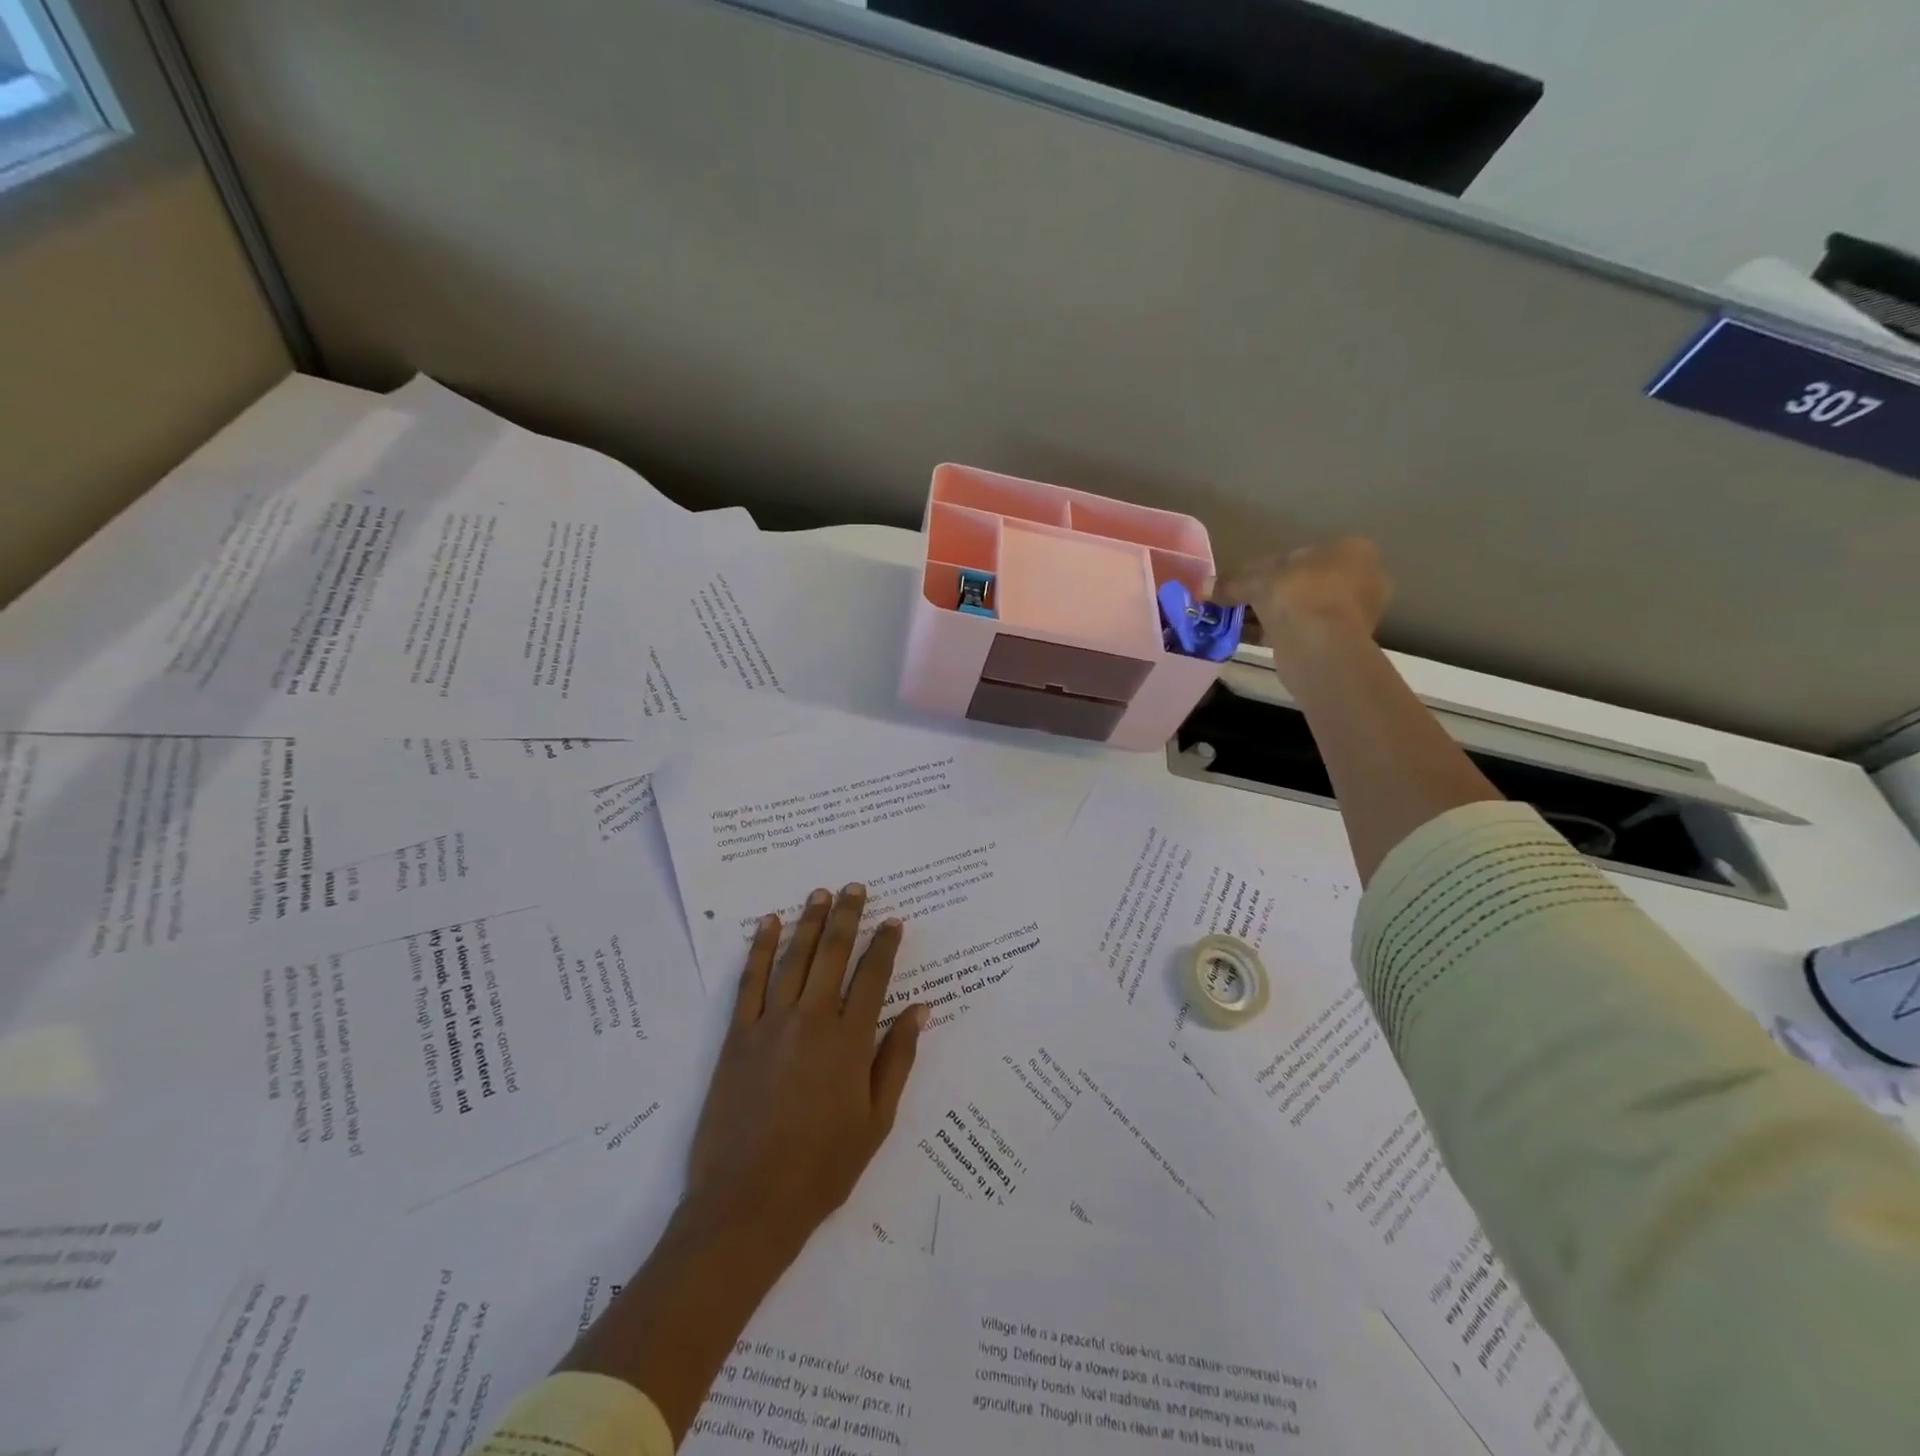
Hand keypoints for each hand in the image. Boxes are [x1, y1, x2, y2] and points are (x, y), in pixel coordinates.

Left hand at [685, 884, 928, 1257]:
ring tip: (820, 893)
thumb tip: (919, 1009)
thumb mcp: (876, 1120)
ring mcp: (770, 1024)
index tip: (892, 920)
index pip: (873, 977)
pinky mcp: (737, 1036)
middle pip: (833, 954)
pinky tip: (767, 924)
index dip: (884, 945)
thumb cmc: (822, 1168)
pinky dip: (759, 949)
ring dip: (809, 922)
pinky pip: (749, 981)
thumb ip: (897, 1059)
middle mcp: (812, 1020)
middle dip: (847, 917)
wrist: (747, 1204)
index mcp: (850, 1041)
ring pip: (794, 958)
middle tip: (855, 887)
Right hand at [1216, 538, 1391, 650]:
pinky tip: (1249, 638)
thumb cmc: (1298, 596)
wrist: (1321, 647)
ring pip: (1300, 609)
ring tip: (1236, 624)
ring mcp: (1355, 612)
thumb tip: (1203, 587)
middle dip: (1266, 594)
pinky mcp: (1342, 641)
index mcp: (1351, 550)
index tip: (1237, 583)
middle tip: (1236, 604)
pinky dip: (1277, 632)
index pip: (1296, 556)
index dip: (1261, 569)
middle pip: (1299, 582)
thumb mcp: (1257, 582)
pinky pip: (1302, 630)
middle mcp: (1362, 577)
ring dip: (1268, 615)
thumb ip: (1231, 583)